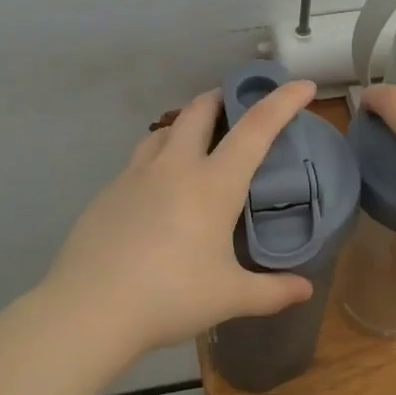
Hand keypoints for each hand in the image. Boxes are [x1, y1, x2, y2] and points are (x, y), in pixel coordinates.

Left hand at [44, 79, 317, 353]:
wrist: (90, 308)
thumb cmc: (170, 296)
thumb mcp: (230, 297)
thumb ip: (272, 291)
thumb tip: (305, 290)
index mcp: (213, 184)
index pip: (256, 128)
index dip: (282, 102)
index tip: (302, 85)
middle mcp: (174, 167)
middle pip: (199, 110)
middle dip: (222, 97)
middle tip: (236, 106)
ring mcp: (135, 176)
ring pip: (164, 130)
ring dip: (185, 125)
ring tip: (196, 143)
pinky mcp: (108, 193)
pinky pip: (139, 161)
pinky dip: (158, 158)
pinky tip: (158, 191)